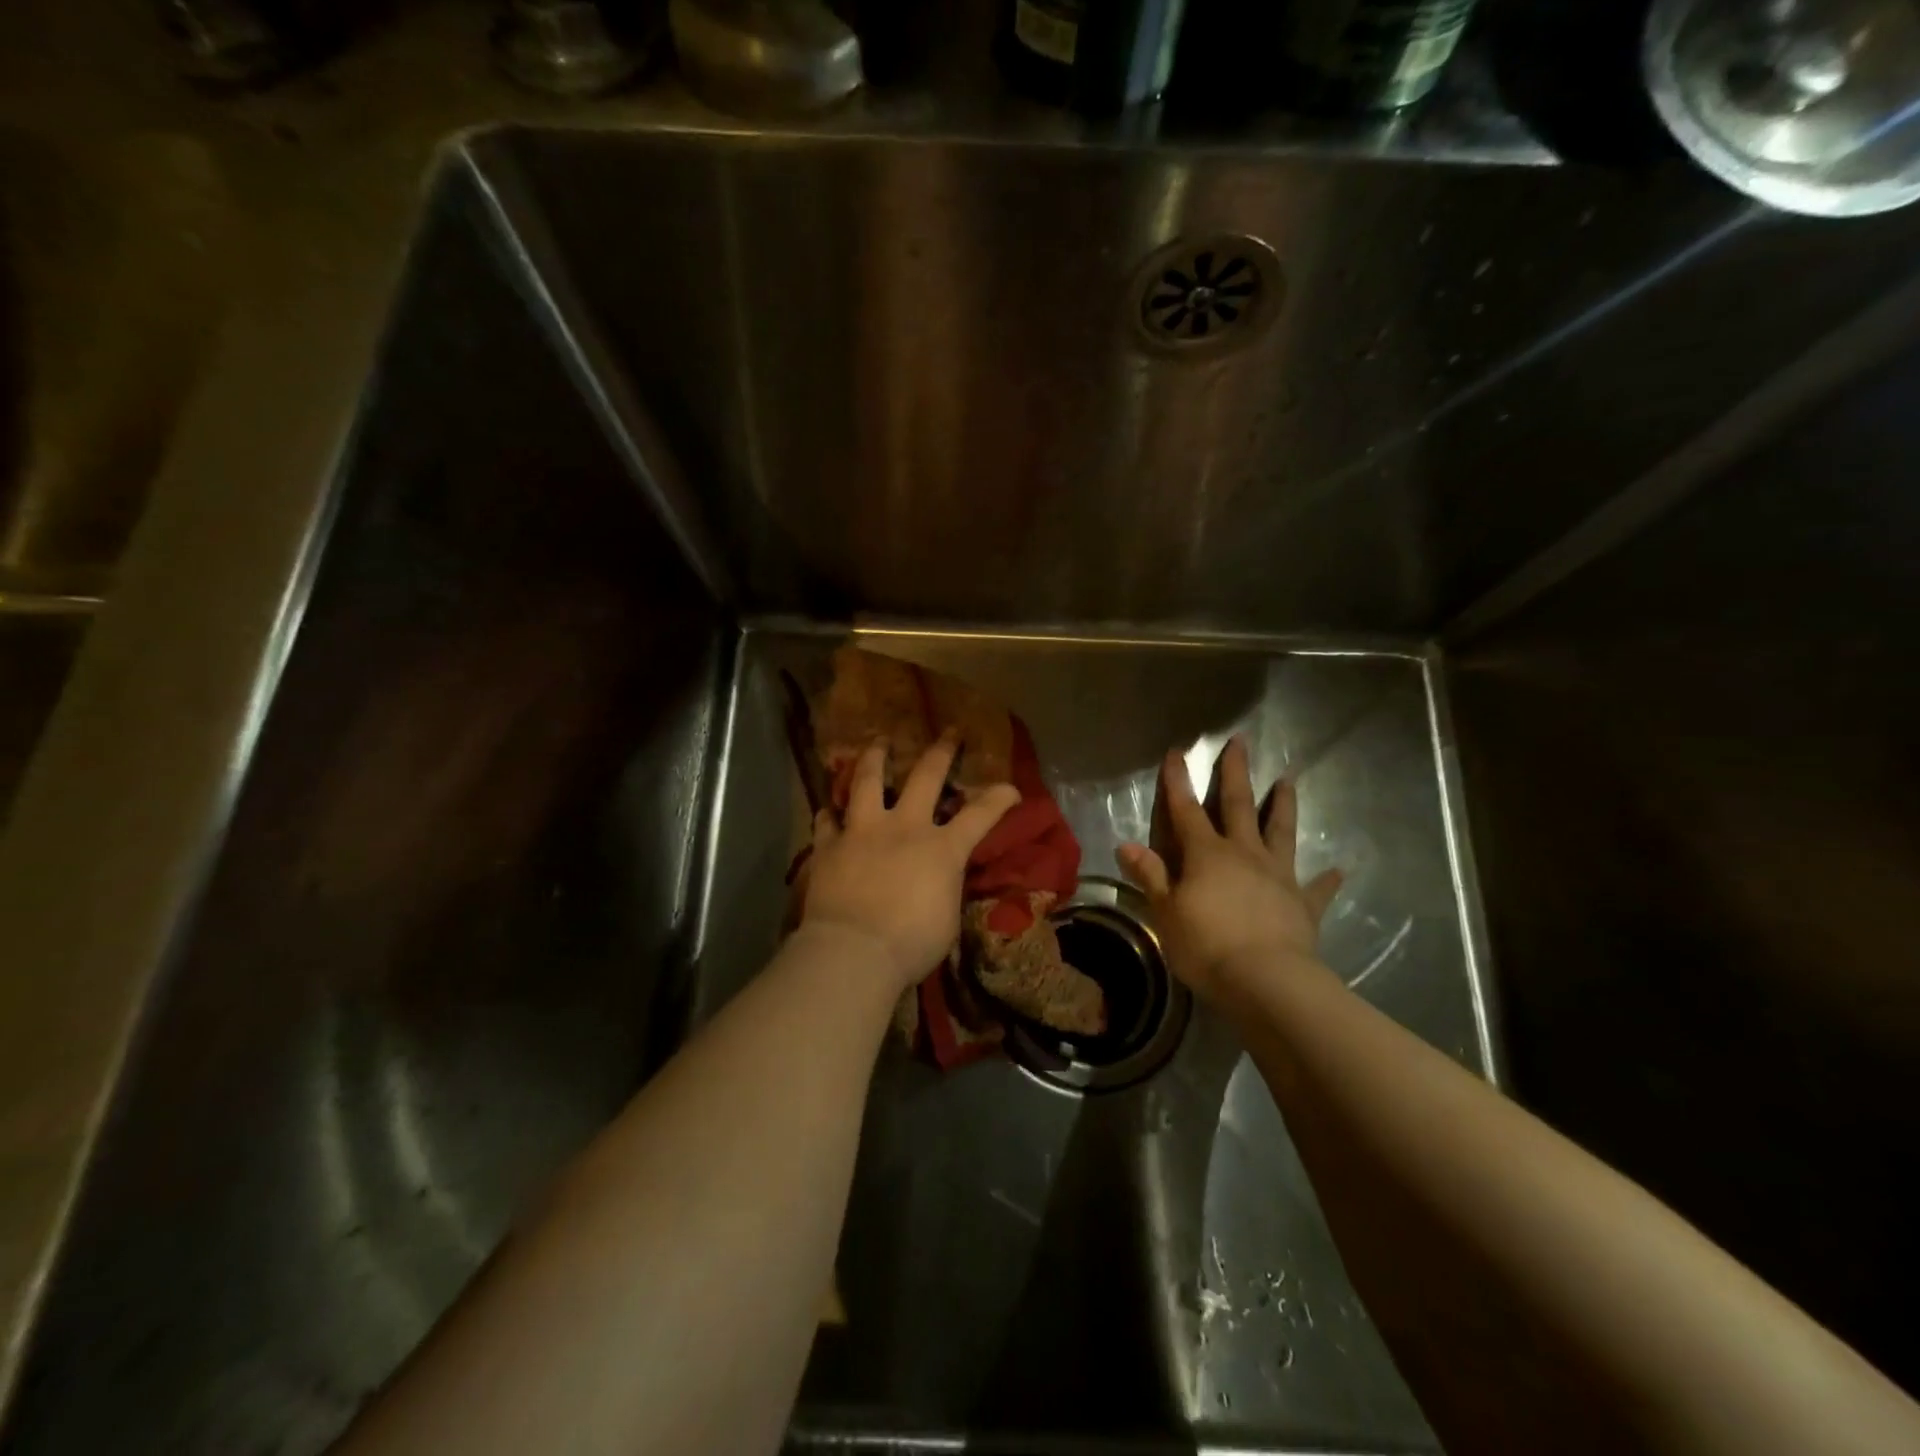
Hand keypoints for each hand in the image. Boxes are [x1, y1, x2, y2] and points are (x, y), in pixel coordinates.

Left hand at [800, 734, 1021, 992]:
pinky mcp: (830, 846)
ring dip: (874, 758)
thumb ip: (945, 887)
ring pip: (867, 781)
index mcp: (942, 848)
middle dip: (941, 751)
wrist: (855, 951)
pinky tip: (827, 810)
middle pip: (926, 777)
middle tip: (948, 731)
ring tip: (878, 743)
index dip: (999, 797)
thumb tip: (940, 879)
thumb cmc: (911, 944)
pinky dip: (829, 815)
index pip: (980, 815)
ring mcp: (863, 831)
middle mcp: (905, 827)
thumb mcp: (947, 918)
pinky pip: (827, 822)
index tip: (1011, 787)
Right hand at [1117, 734, 1342, 1005]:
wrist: (1266, 980)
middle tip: (1241, 741)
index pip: (1187, 809)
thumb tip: (1125, 844)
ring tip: (1288, 780)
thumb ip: (1149, 875)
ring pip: (1281, 831)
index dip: (1179, 781)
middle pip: (1239, 805)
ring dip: (1283, 805)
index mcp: (1207, 854)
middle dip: (1236, 773)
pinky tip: (1339, 870)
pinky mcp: (1303, 904)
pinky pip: (1317, 887)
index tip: (1177, 751)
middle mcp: (1244, 853)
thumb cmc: (1206, 945)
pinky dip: (1327, 879)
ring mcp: (1278, 875)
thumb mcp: (1165, 911)